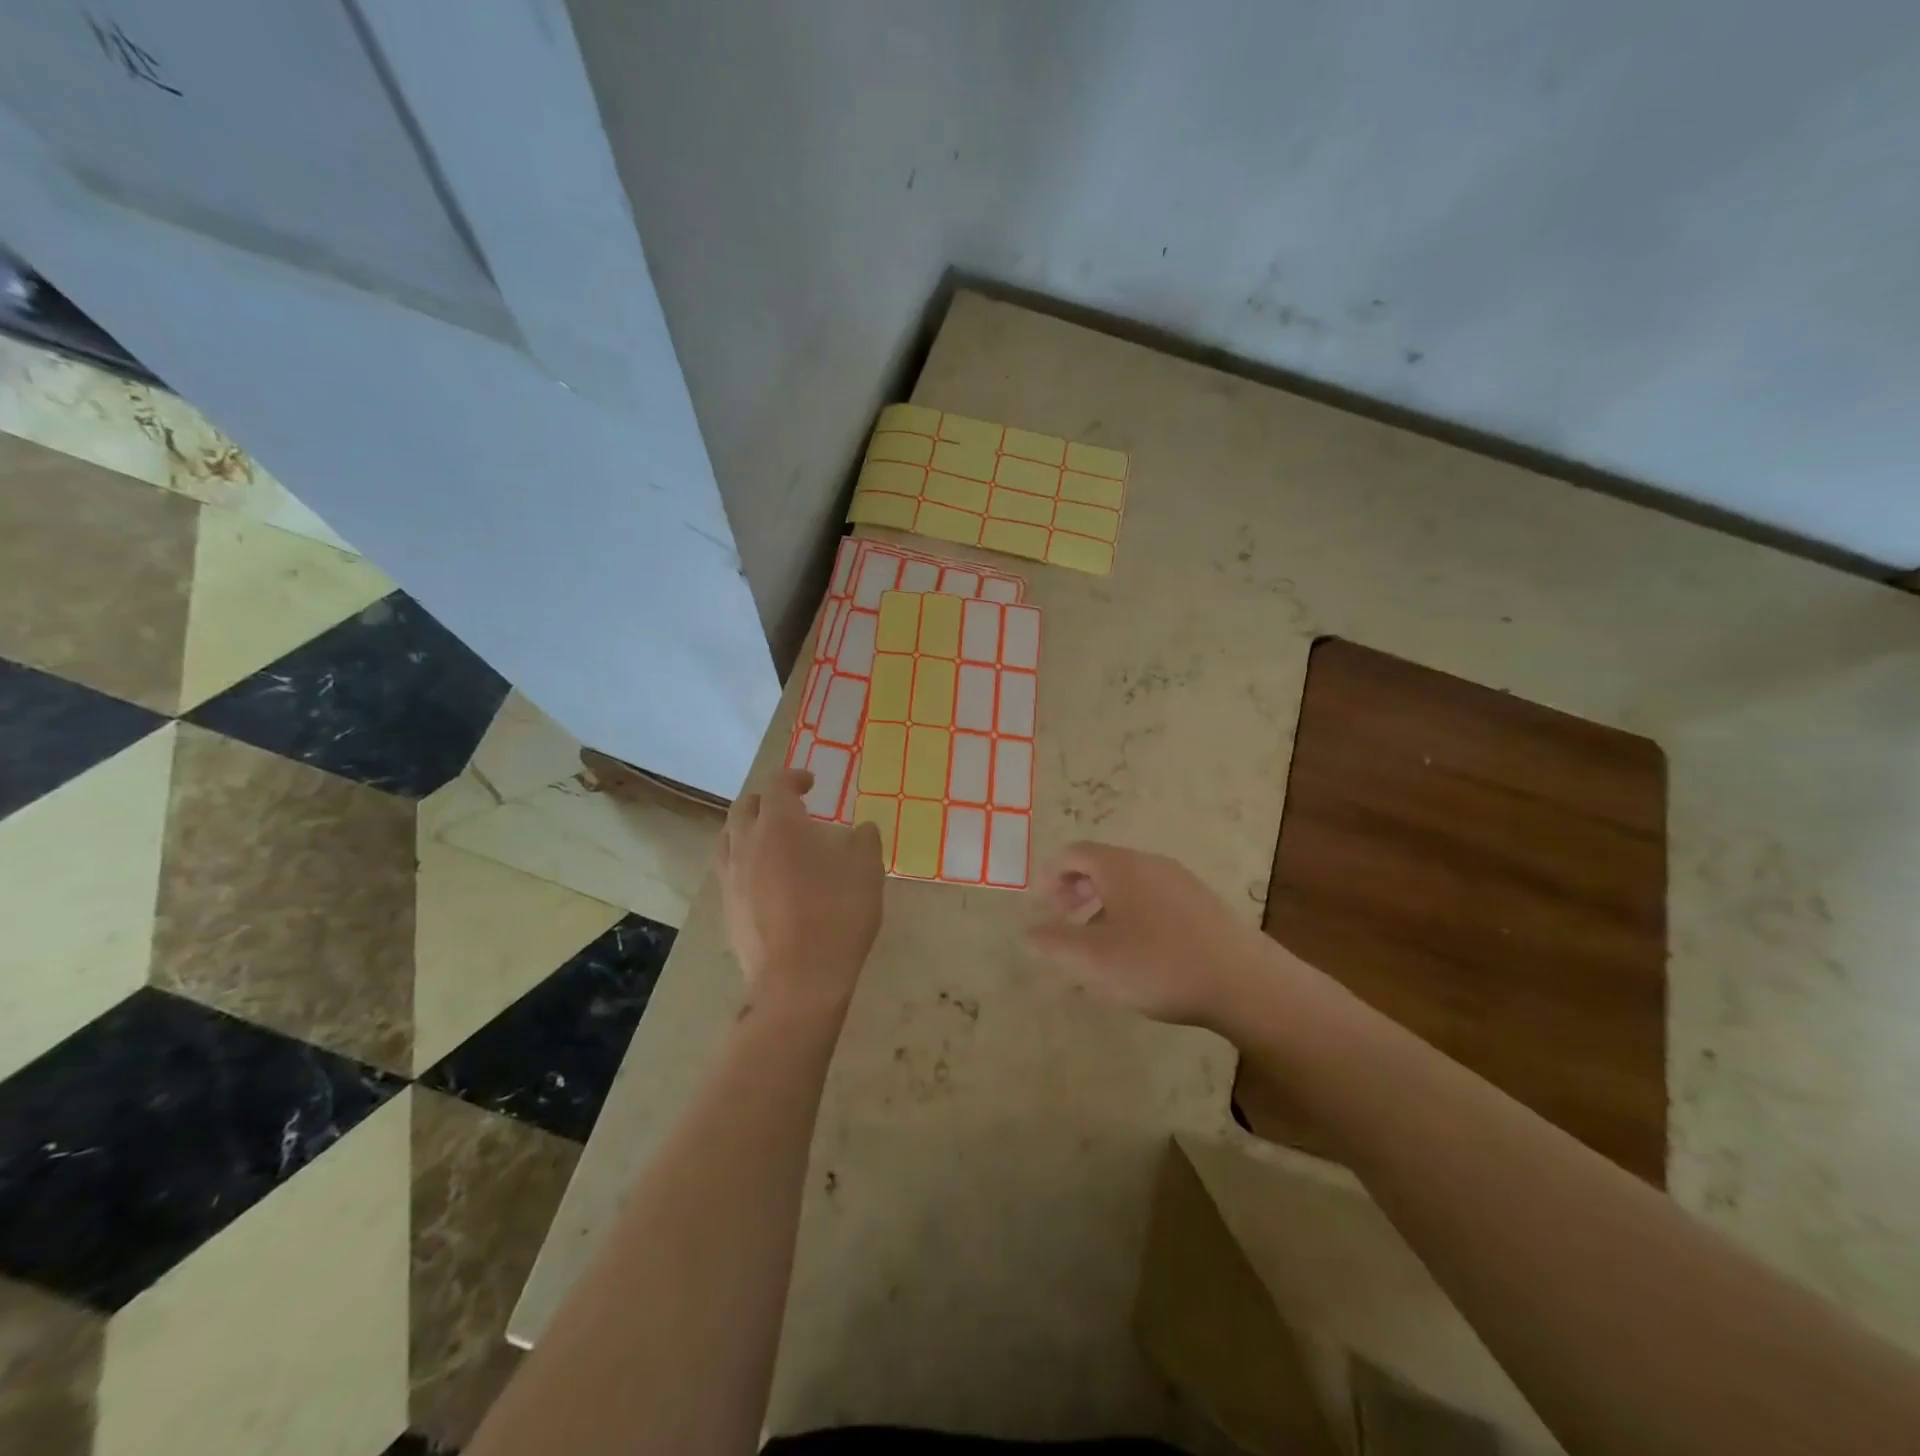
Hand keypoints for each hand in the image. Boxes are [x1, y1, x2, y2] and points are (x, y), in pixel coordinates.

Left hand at [718, 767, 885, 1021]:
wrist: (799, 979)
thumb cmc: (837, 914)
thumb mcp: (867, 871)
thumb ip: (864, 841)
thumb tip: (862, 829)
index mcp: (780, 825)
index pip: (777, 786)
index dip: (793, 778)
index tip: (810, 783)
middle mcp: (747, 844)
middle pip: (744, 808)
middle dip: (765, 800)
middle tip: (788, 806)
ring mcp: (732, 878)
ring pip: (728, 838)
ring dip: (746, 828)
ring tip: (767, 837)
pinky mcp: (727, 909)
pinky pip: (728, 870)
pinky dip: (743, 860)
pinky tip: (762, 877)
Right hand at [1026, 842, 1280, 1029]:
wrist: (1244, 982)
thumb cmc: (1158, 964)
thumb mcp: (1093, 960)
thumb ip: (1054, 943)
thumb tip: (1028, 933)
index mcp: (1120, 867)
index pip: (1075, 853)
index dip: (1052, 875)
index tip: (1043, 905)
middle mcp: (1150, 863)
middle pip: (1103, 865)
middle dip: (1077, 890)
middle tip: (1064, 920)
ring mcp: (1182, 882)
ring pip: (1131, 883)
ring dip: (1105, 905)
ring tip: (1099, 943)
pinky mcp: (1204, 904)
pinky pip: (1155, 898)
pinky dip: (1134, 914)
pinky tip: (1140, 953)